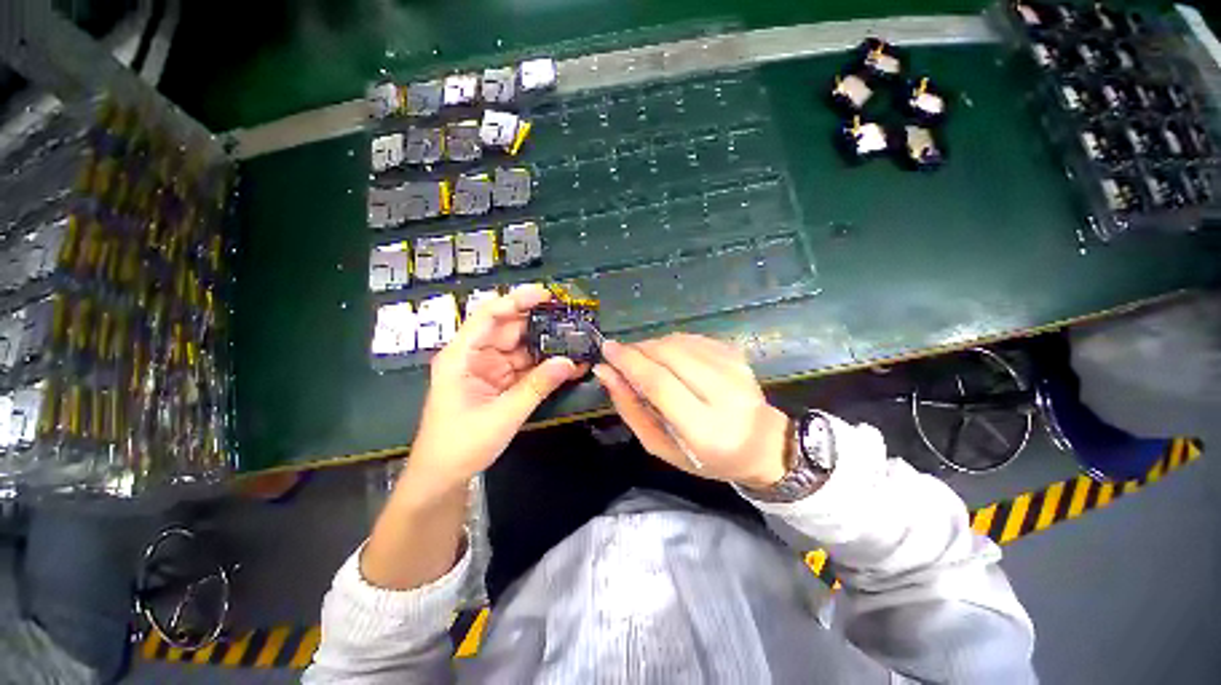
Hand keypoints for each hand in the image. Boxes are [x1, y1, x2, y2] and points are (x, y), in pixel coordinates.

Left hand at [404, 285, 584, 498]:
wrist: (444, 477)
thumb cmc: (461, 444)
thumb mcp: (502, 415)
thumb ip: (537, 386)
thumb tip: (571, 362)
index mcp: (462, 356)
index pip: (488, 316)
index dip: (516, 301)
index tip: (546, 295)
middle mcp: (475, 356)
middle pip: (509, 329)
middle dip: (539, 323)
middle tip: (571, 319)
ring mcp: (489, 369)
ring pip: (521, 348)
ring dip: (547, 346)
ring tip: (575, 341)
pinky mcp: (500, 382)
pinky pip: (525, 367)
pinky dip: (545, 367)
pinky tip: (567, 365)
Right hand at [593, 333, 790, 488]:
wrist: (760, 444)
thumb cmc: (705, 456)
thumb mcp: (660, 445)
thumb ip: (630, 409)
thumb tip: (605, 372)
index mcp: (704, 429)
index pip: (659, 383)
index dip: (629, 362)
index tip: (607, 350)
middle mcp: (724, 394)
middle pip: (669, 355)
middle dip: (638, 350)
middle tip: (622, 357)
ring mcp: (735, 370)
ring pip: (679, 342)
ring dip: (653, 346)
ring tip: (645, 361)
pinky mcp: (737, 354)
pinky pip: (692, 338)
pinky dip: (672, 344)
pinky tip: (670, 359)